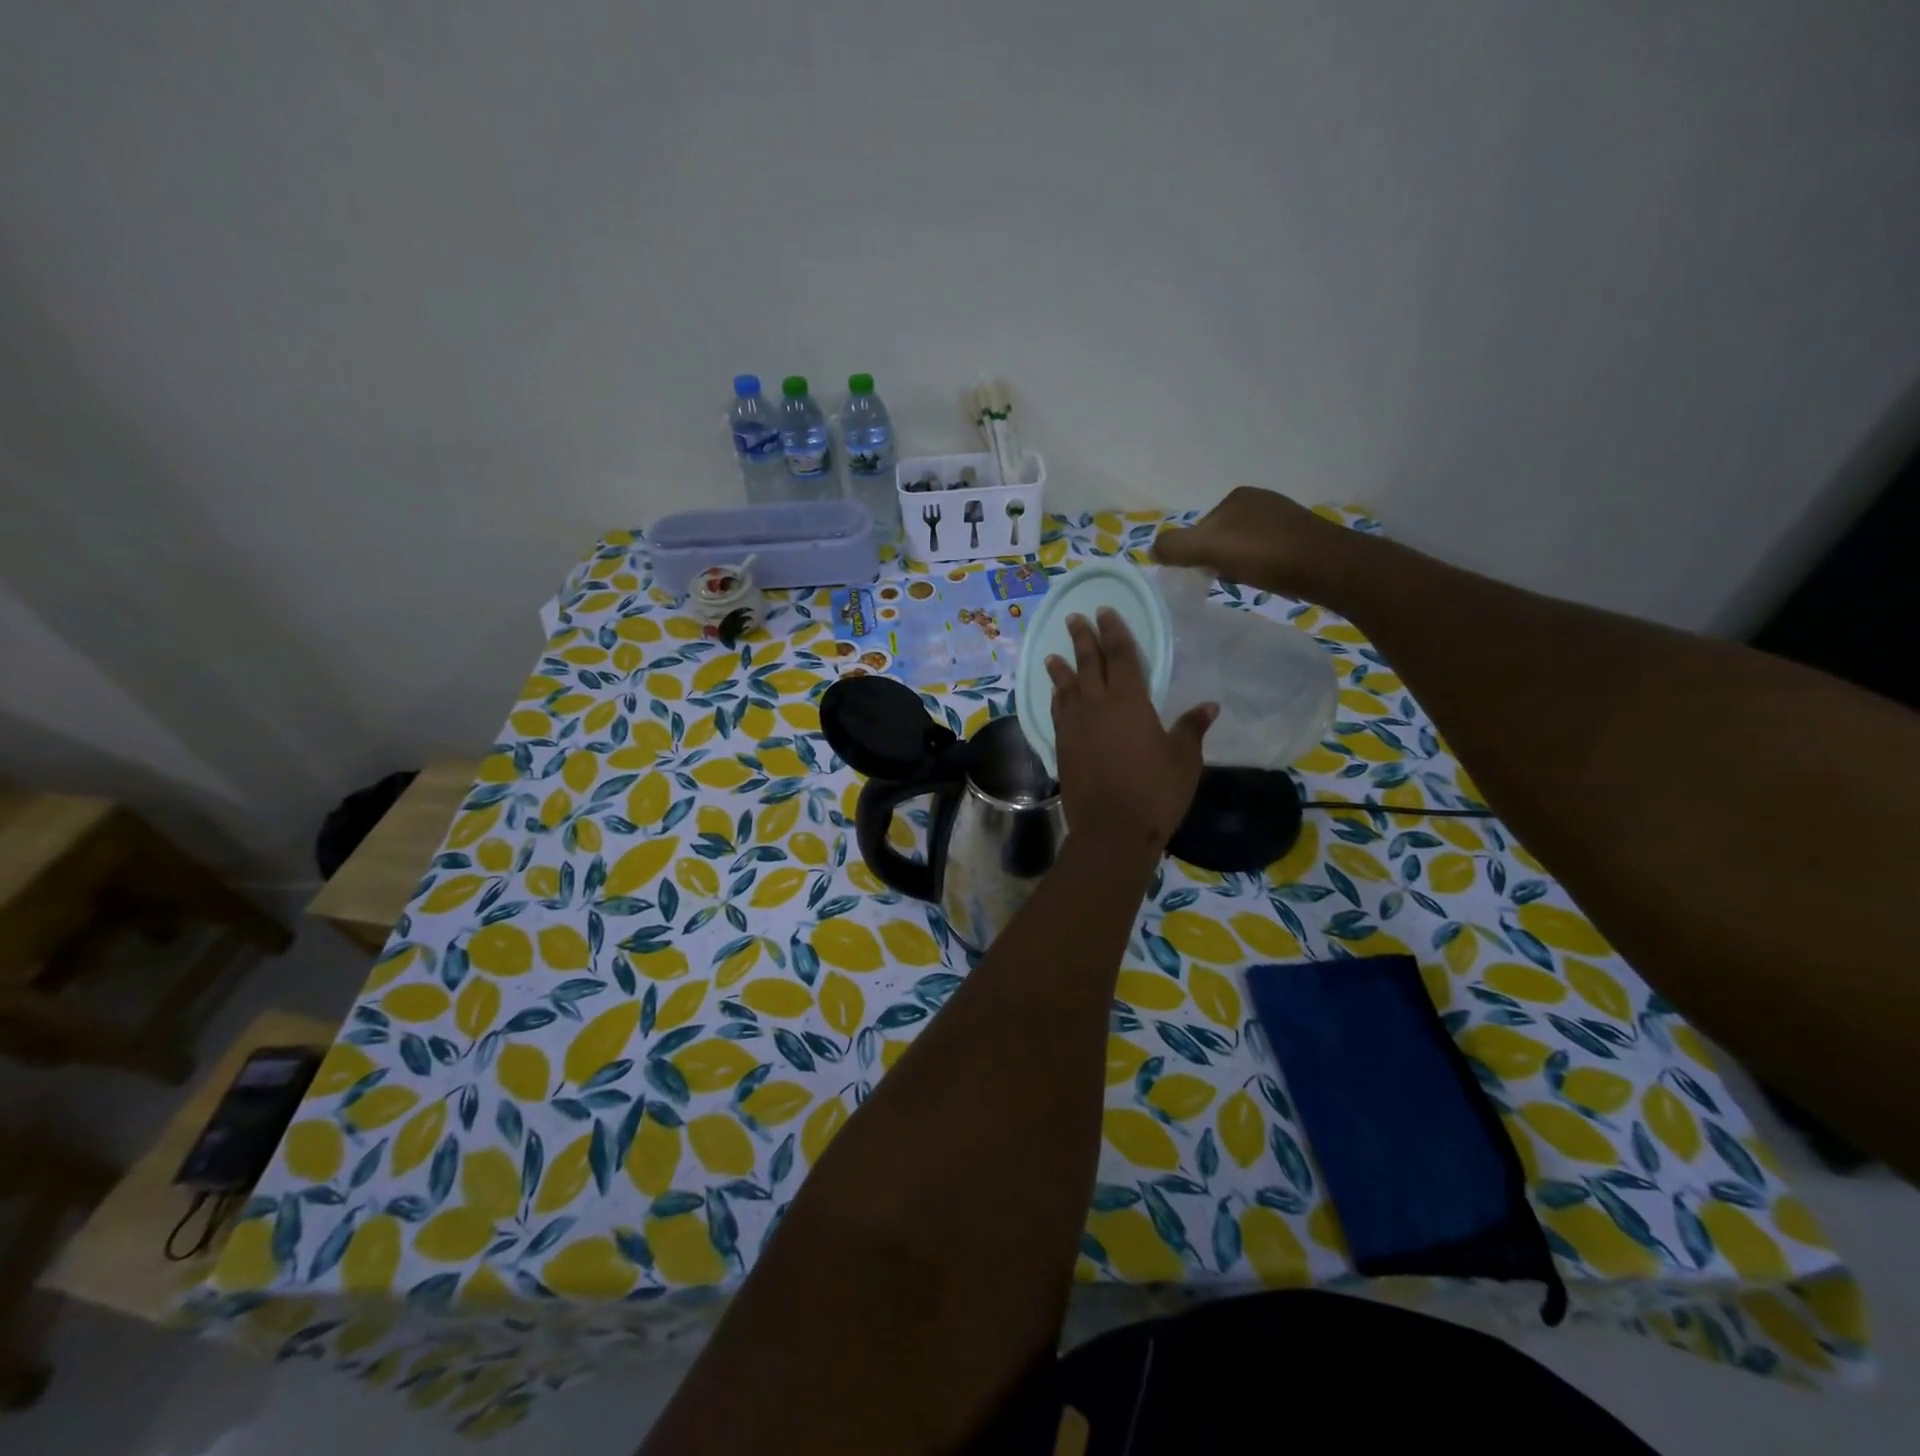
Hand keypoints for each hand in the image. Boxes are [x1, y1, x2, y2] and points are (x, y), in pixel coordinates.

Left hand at [1047, 608, 1214, 853]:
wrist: (1112, 829)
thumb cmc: (1155, 791)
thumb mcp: (1183, 759)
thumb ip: (1190, 729)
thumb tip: (1208, 706)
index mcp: (1129, 701)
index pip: (1120, 655)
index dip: (1113, 631)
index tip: (1104, 611)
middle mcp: (1097, 705)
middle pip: (1088, 663)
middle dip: (1083, 639)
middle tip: (1075, 618)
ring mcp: (1075, 726)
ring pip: (1066, 687)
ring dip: (1061, 668)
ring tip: (1054, 654)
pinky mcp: (1062, 746)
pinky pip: (1057, 712)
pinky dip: (1056, 698)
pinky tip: (1055, 695)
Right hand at [1152, 487, 1360, 599]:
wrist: (1327, 566)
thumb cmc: (1265, 554)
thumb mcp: (1208, 547)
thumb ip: (1175, 546)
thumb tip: (1152, 549)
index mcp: (1237, 497)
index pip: (1200, 528)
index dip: (1195, 554)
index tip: (1203, 575)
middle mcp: (1260, 500)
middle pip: (1221, 537)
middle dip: (1217, 559)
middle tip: (1224, 581)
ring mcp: (1284, 518)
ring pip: (1244, 546)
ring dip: (1239, 565)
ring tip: (1247, 582)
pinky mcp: (1302, 538)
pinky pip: (1267, 553)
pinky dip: (1261, 567)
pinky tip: (1267, 579)